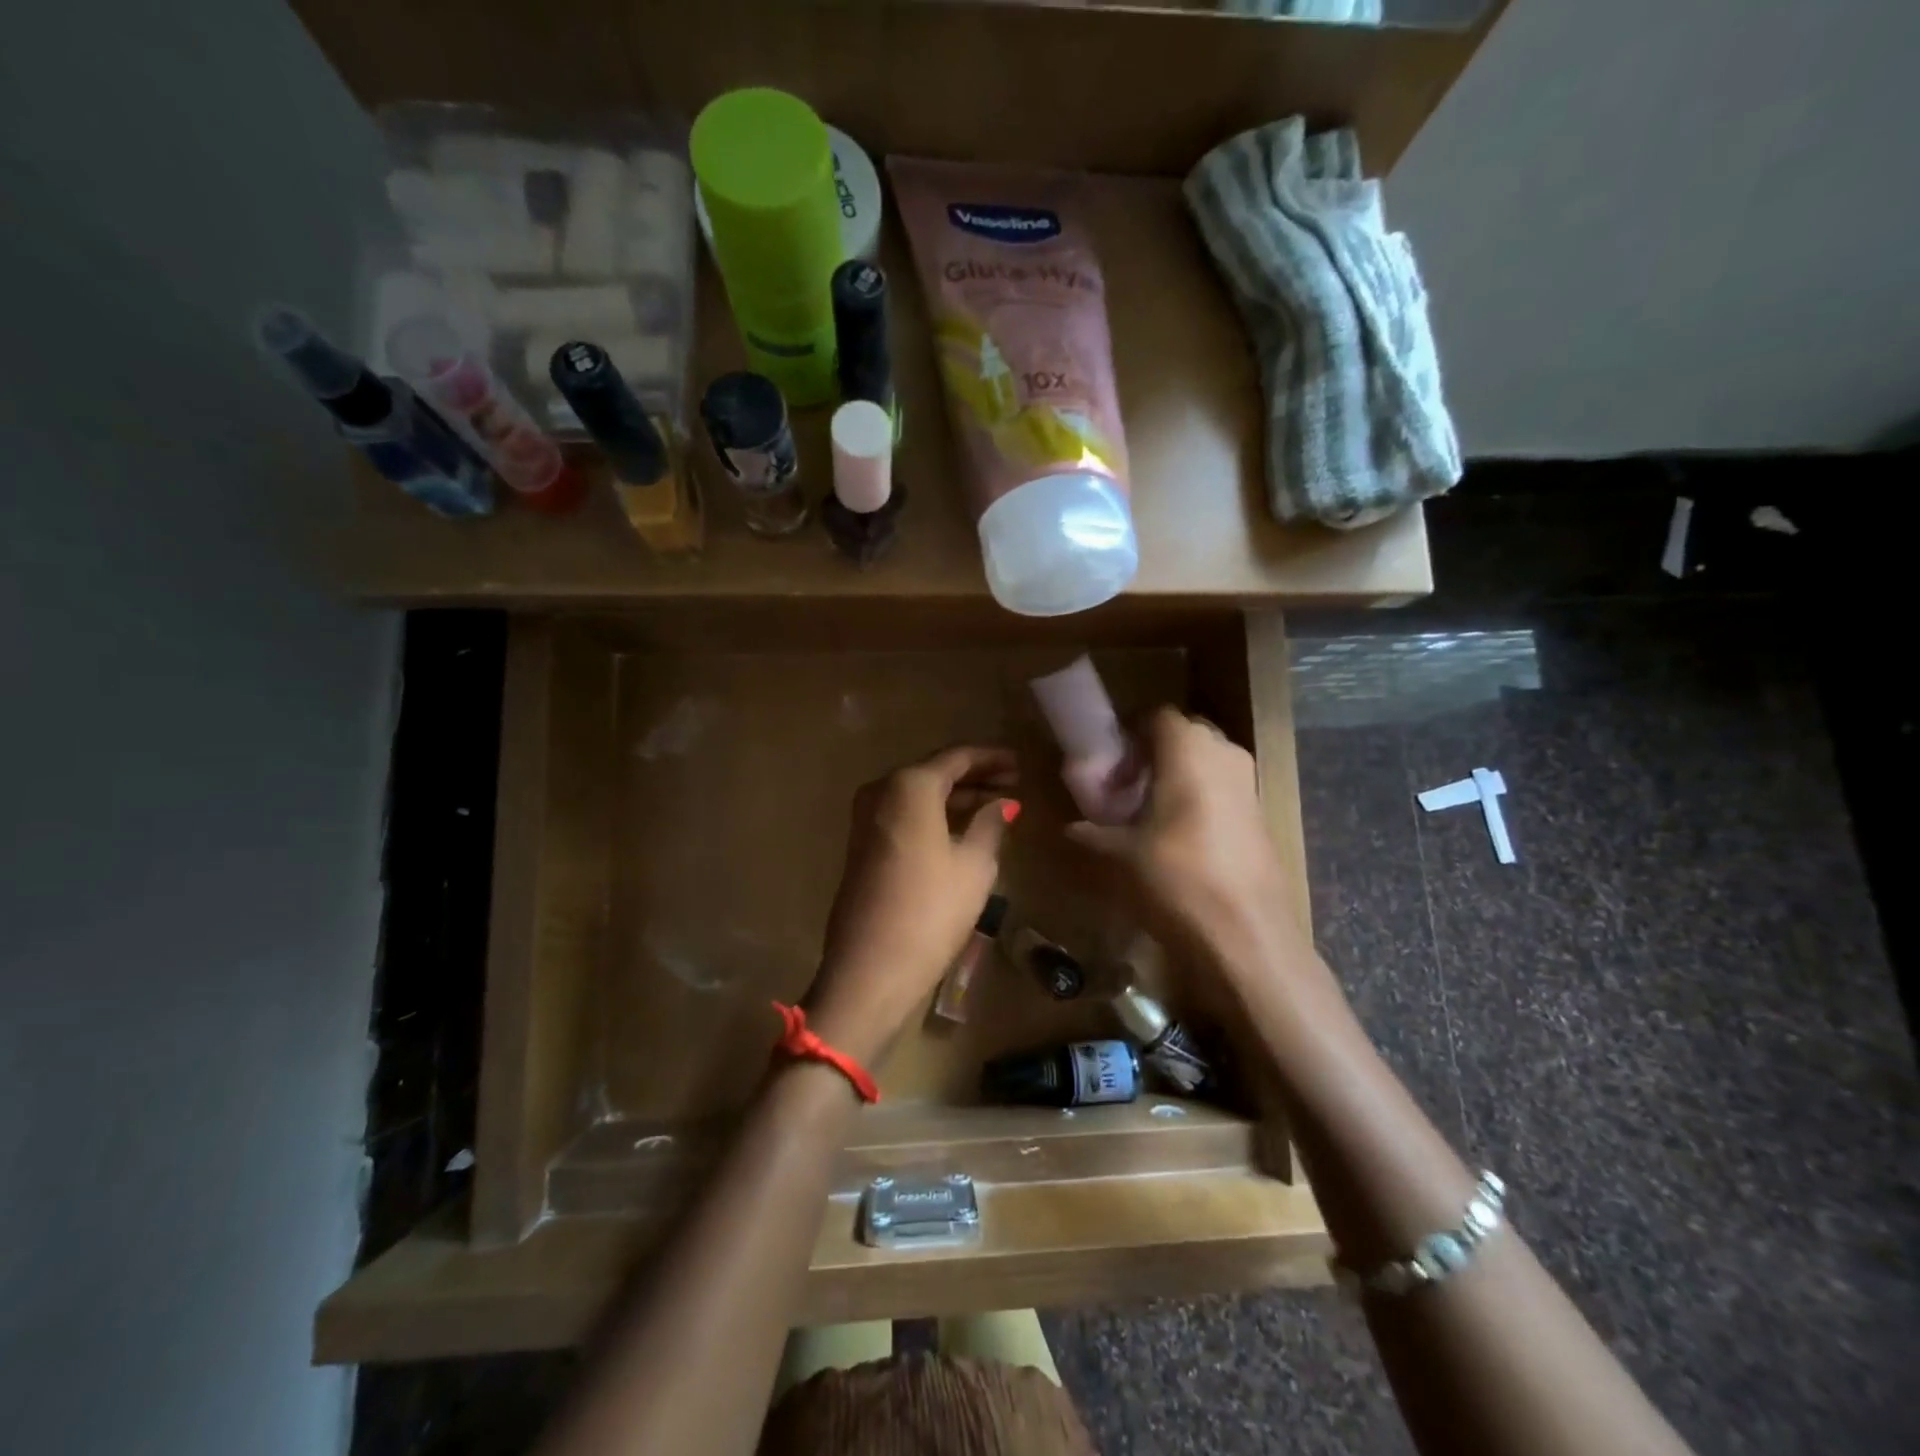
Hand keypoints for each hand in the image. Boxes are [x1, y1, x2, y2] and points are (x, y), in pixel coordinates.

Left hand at [806, 746, 1018, 1064]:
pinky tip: (961, 829)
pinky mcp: (861, 844)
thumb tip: (1005, 803)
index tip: (1020, 764)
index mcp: (909, 785)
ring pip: (918, 795)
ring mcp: (865, 818)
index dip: (992, 758)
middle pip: (934, 773)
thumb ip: (991, 824)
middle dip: (974, 777)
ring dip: (955, 798)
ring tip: (995, 807)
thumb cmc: (931, 909)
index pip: (957, 757)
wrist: (870, 967)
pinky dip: (933, 816)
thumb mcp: (974, 865)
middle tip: (1012, 784)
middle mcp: (881, 791)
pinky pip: (904, 815)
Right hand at [1067, 708, 1305, 990]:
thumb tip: (1068, 830)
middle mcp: (1225, 755)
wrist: (1247, 937)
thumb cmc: (1176, 880)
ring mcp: (1249, 785)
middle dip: (1155, 752)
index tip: (1109, 759)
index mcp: (1189, 750)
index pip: (1157, 715)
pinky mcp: (1261, 817)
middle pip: (1185, 735)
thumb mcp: (1117, 857)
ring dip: (1178, 776)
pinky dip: (1200, 799)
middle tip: (1126, 785)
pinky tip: (1178, 837)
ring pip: (1207, 762)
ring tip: (1148, 812)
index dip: (1130, 731)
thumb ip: (1089, 834)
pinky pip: (1224, 789)